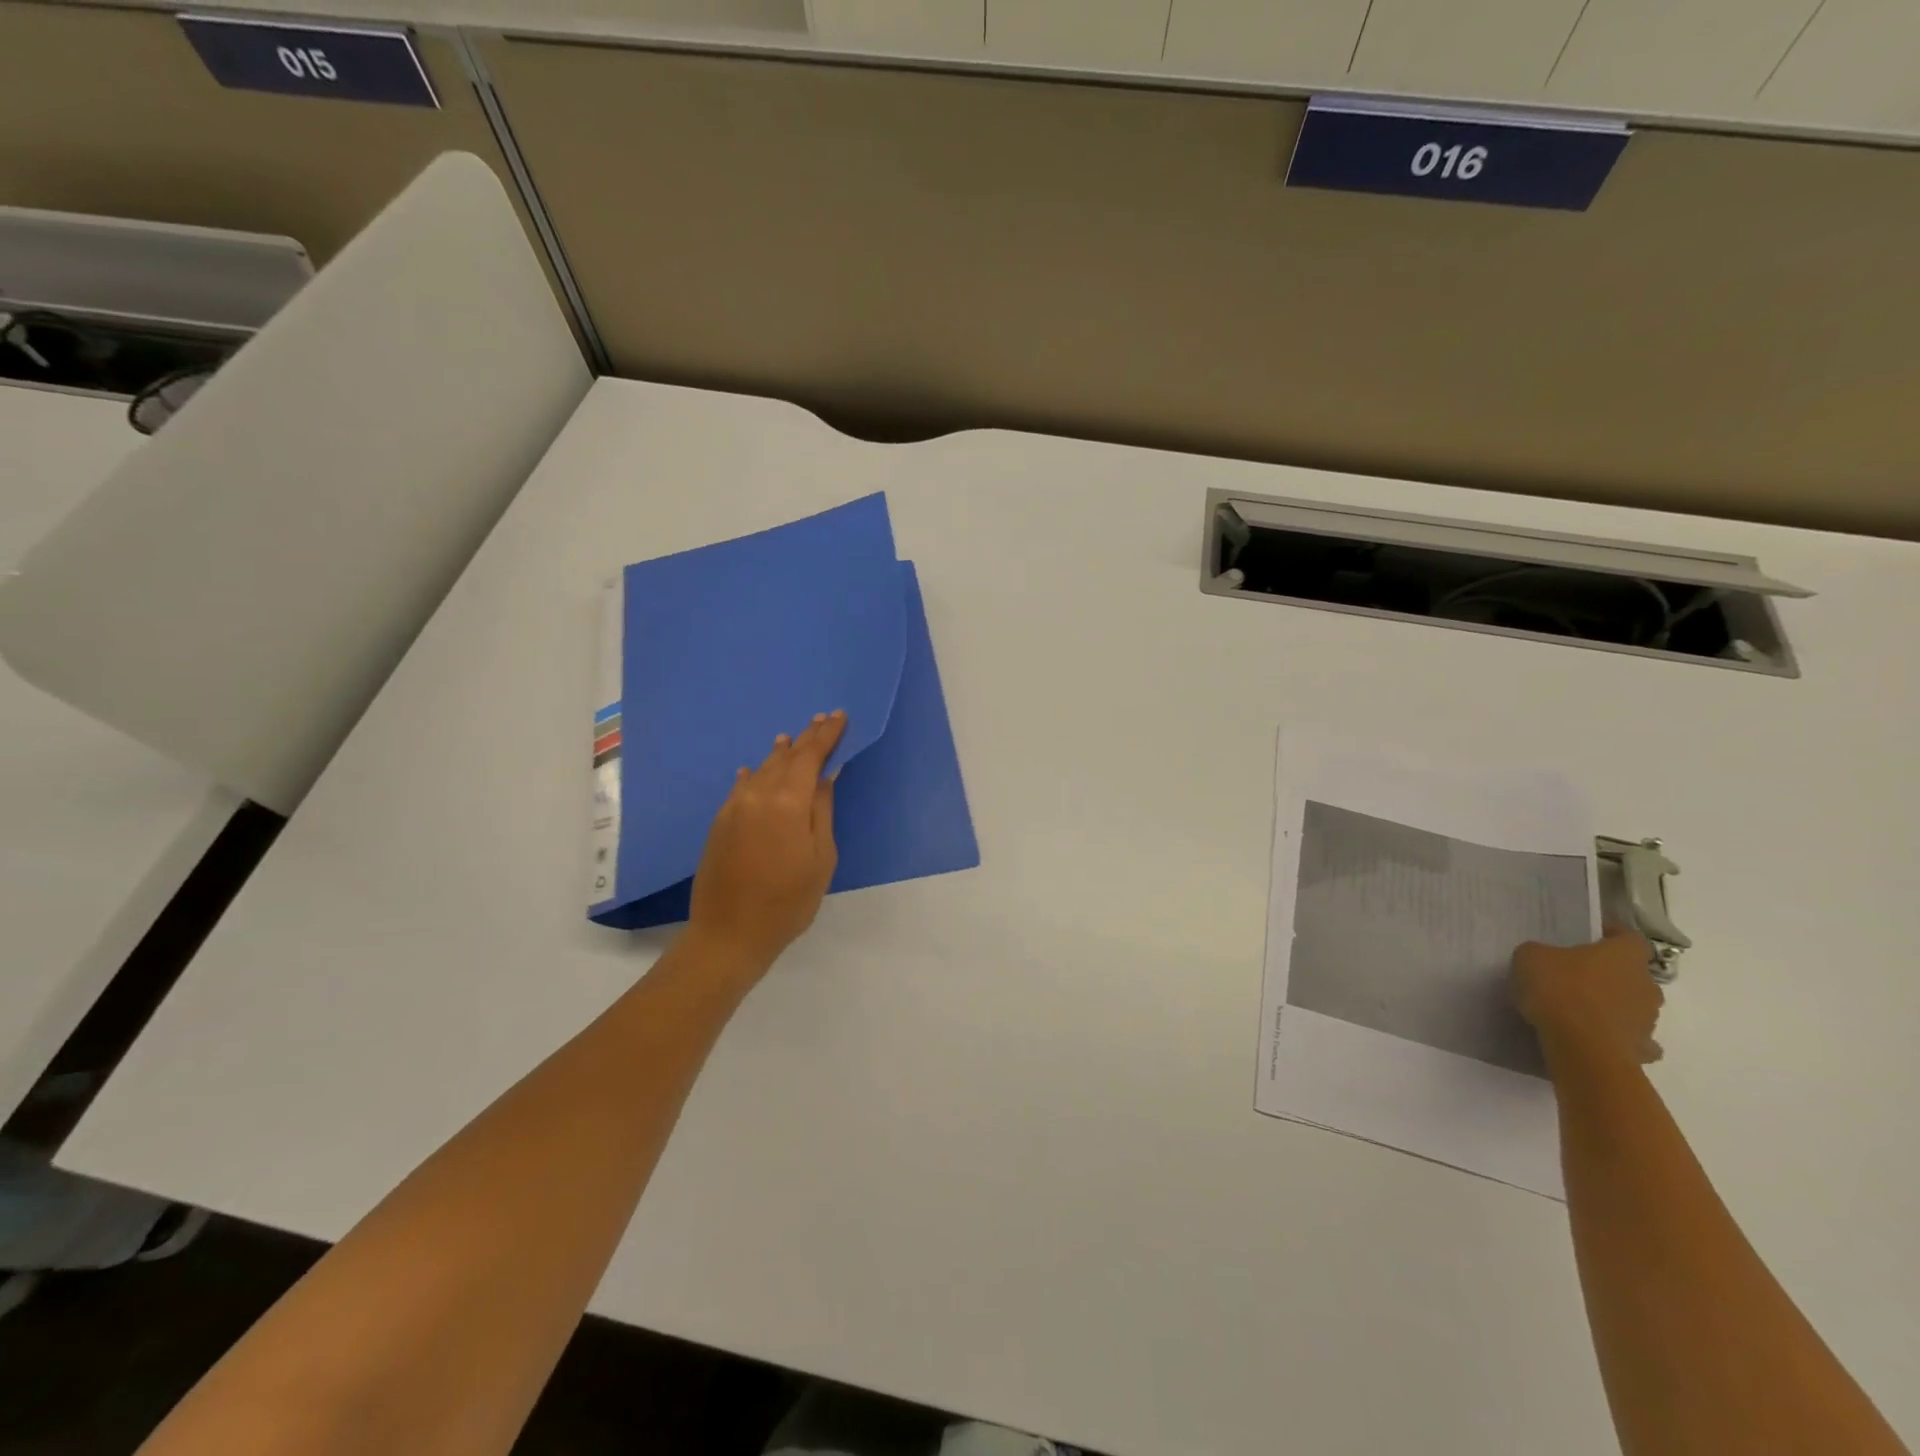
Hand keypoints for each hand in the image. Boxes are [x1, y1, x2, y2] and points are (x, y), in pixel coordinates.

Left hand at [686, 711, 845, 979]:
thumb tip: (826, 775)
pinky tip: (755, 771)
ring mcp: (734, 807)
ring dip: (780, 753)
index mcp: (787, 801)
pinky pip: (742, 786)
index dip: (826, 735)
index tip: (839, 717)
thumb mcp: (820, 858)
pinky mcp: (720, 822)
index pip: (810, 756)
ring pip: (762, 769)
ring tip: (792, 738)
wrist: (728, 934)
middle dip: (806, 738)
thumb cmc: (788, 901)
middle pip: (785, 757)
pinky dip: (755, 774)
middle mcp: (757, 795)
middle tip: (822, 720)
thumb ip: (822, 810)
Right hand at [1511, 929, 1663, 1067]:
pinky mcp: (1643, 1048)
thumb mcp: (1530, 957)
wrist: (1581, 1046)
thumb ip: (1542, 953)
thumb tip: (1547, 960)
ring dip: (1615, 1004)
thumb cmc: (1559, 990)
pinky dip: (1620, 1036)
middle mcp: (1646, 984)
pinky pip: (1635, 1038)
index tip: (1591, 935)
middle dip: (1611, 973)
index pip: (1629, 937)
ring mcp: (1649, 1019)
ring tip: (1581, 1008)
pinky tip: (1598, 1036)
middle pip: (1633, 973)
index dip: (1612, 934)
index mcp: (1624, 956)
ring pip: (1634, 1005)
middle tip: (1579, 974)